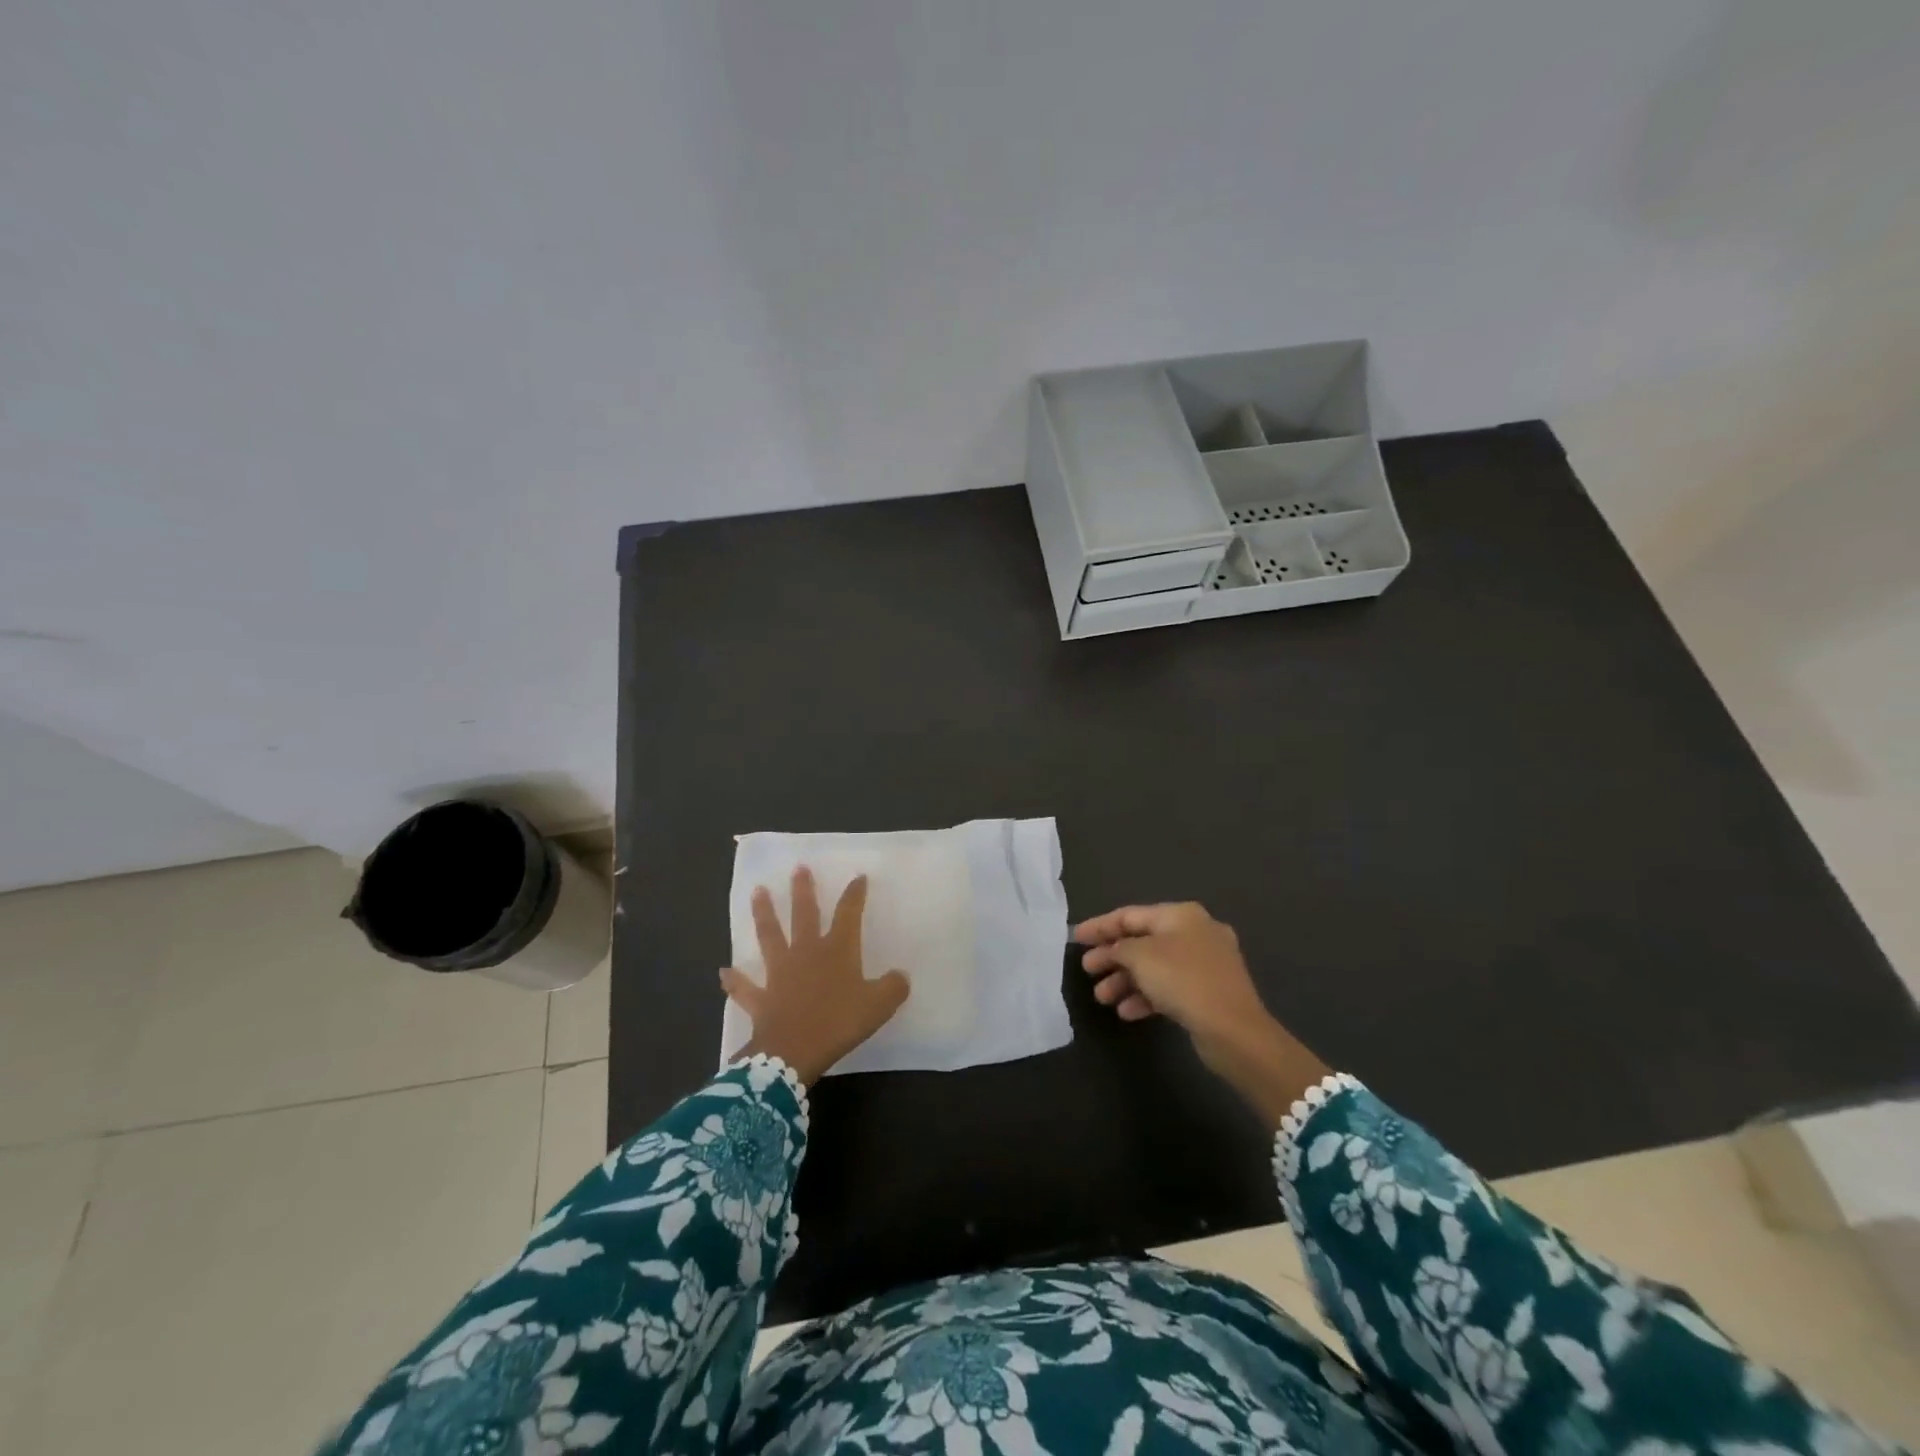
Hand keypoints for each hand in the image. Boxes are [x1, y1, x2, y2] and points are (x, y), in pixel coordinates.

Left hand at [720, 867, 910, 1085]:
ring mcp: (780, 973)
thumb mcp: (878, 1006)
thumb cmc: (838, 1023)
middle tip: (798, 868)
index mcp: (837, 950)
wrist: (793, 1052)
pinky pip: (745, 988)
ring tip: (757, 891)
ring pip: (770, 936)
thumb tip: (900, 976)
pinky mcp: (761, 998)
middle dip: (803, 890)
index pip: (848, 914)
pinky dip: (735, 981)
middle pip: (804, 915)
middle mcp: (806, 953)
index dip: (854, 894)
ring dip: (763, 914)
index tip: (858, 877)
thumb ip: (892, 988)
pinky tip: (724, 972)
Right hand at [1075, 901, 1328, 1124]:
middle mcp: (1196, 932)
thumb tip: (1114, 950)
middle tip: (1088, 970)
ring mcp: (1205, 963)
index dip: (1100, 926)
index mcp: (1181, 915)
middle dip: (1112, 957)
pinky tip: (1127, 1012)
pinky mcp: (1209, 992)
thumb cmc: (1183, 980)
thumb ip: (1119, 947)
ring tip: (1102, 998)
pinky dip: (1147, 996)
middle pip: (1142, 941)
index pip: (1131, 915)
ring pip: (1155, 967)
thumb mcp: (1141, 957)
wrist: (1234, 1030)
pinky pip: (1169, 987)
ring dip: (1126, 981)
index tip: (1076, 938)